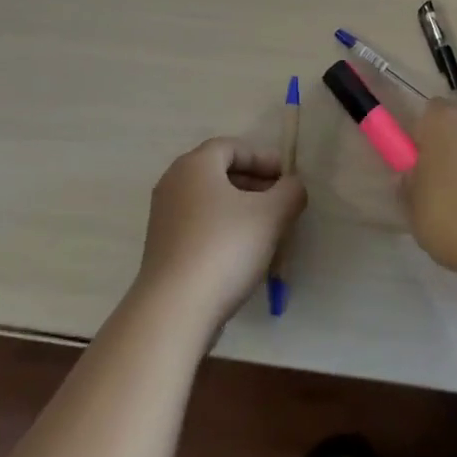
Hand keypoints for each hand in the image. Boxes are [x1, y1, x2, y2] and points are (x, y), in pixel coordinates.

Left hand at [136, 138, 305, 331]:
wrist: (175, 309)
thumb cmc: (224, 248)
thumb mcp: (271, 215)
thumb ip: (290, 192)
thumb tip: (293, 185)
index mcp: (194, 165)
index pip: (231, 147)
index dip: (262, 158)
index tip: (286, 177)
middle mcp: (173, 183)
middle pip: (218, 172)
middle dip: (254, 183)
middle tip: (281, 201)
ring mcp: (164, 217)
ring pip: (210, 201)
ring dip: (240, 208)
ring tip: (268, 229)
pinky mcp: (163, 247)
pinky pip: (199, 225)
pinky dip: (223, 228)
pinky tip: (243, 252)